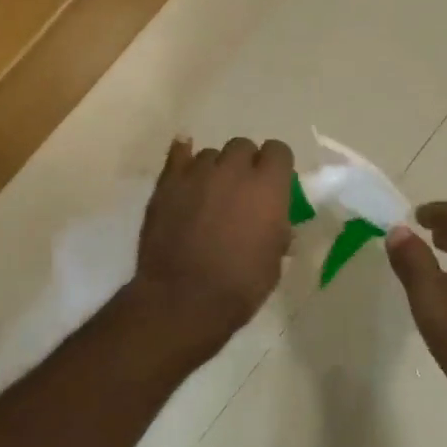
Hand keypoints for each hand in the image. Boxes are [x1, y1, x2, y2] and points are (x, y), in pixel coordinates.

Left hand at [130, 136, 294, 357]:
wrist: (184, 299)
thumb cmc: (240, 285)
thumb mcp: (274, 259)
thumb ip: (276, 227)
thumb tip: (274, 220)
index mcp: (268, 187)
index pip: (279, 151)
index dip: (276, 166)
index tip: (273, 183)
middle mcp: (234, 170)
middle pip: (243, 147)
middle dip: (245, 164)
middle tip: (240, 192)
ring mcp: (198, 173)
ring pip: (211, 154)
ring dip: (215, 169)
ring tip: (208, 195)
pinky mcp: (168, 182)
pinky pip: (178, 154)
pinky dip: (183, 156)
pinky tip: (184, 162)